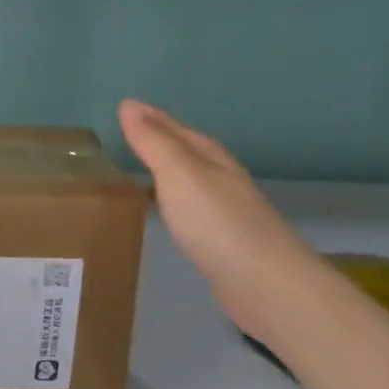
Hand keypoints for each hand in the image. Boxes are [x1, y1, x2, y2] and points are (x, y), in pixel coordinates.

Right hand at [119, 99, 321, 342]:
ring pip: (188, 180)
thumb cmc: (217, 222)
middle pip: (185, 151)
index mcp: (210, 156)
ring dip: (164, 173)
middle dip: (158, 142)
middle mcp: (220, 177)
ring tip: (134, 172)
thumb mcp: (177, 173)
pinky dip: (172, 203)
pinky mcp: (224, 242)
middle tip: (123, 138)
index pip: (174, 127)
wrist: (266, 285)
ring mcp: (225, 210)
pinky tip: (163, 213)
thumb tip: (128, 103)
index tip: (122, 109)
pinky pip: (189, 209)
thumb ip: (152, 141)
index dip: (149, 117)